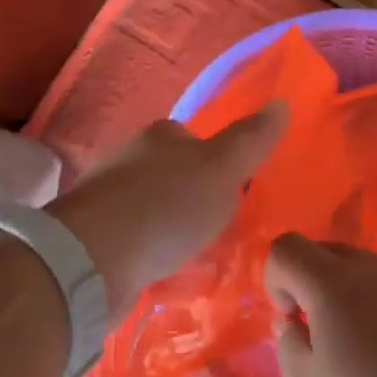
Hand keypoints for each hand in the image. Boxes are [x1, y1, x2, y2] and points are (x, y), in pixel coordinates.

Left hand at [50, 105, 286, 318]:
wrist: (94, 258)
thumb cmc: (167, 205)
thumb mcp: (223, 168)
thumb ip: (252, 139)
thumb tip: (282, 102)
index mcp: (159, 135)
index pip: (194, 140)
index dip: (217, 163)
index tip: (234, 192)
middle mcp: (129, 159)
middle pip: (173, 174)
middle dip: (194, 199)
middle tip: (220, 229)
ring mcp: (106, 199)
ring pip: (153, 209)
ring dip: (172, 229)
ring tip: (197, 257)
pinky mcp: (93, 237)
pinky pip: (134, 242)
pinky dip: (151, 254)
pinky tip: (165, 274)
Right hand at [266, 234, 376, 376]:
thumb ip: (290, 348)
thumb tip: (291, 322)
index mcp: (334, 284)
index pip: (287, 247)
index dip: (276, 280)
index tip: (293, 324)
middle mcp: (375, 269)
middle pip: (327, 252)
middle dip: (311, 285)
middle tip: (323, 342)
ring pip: (366, 271)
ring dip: (350, 299)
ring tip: (366, 359)